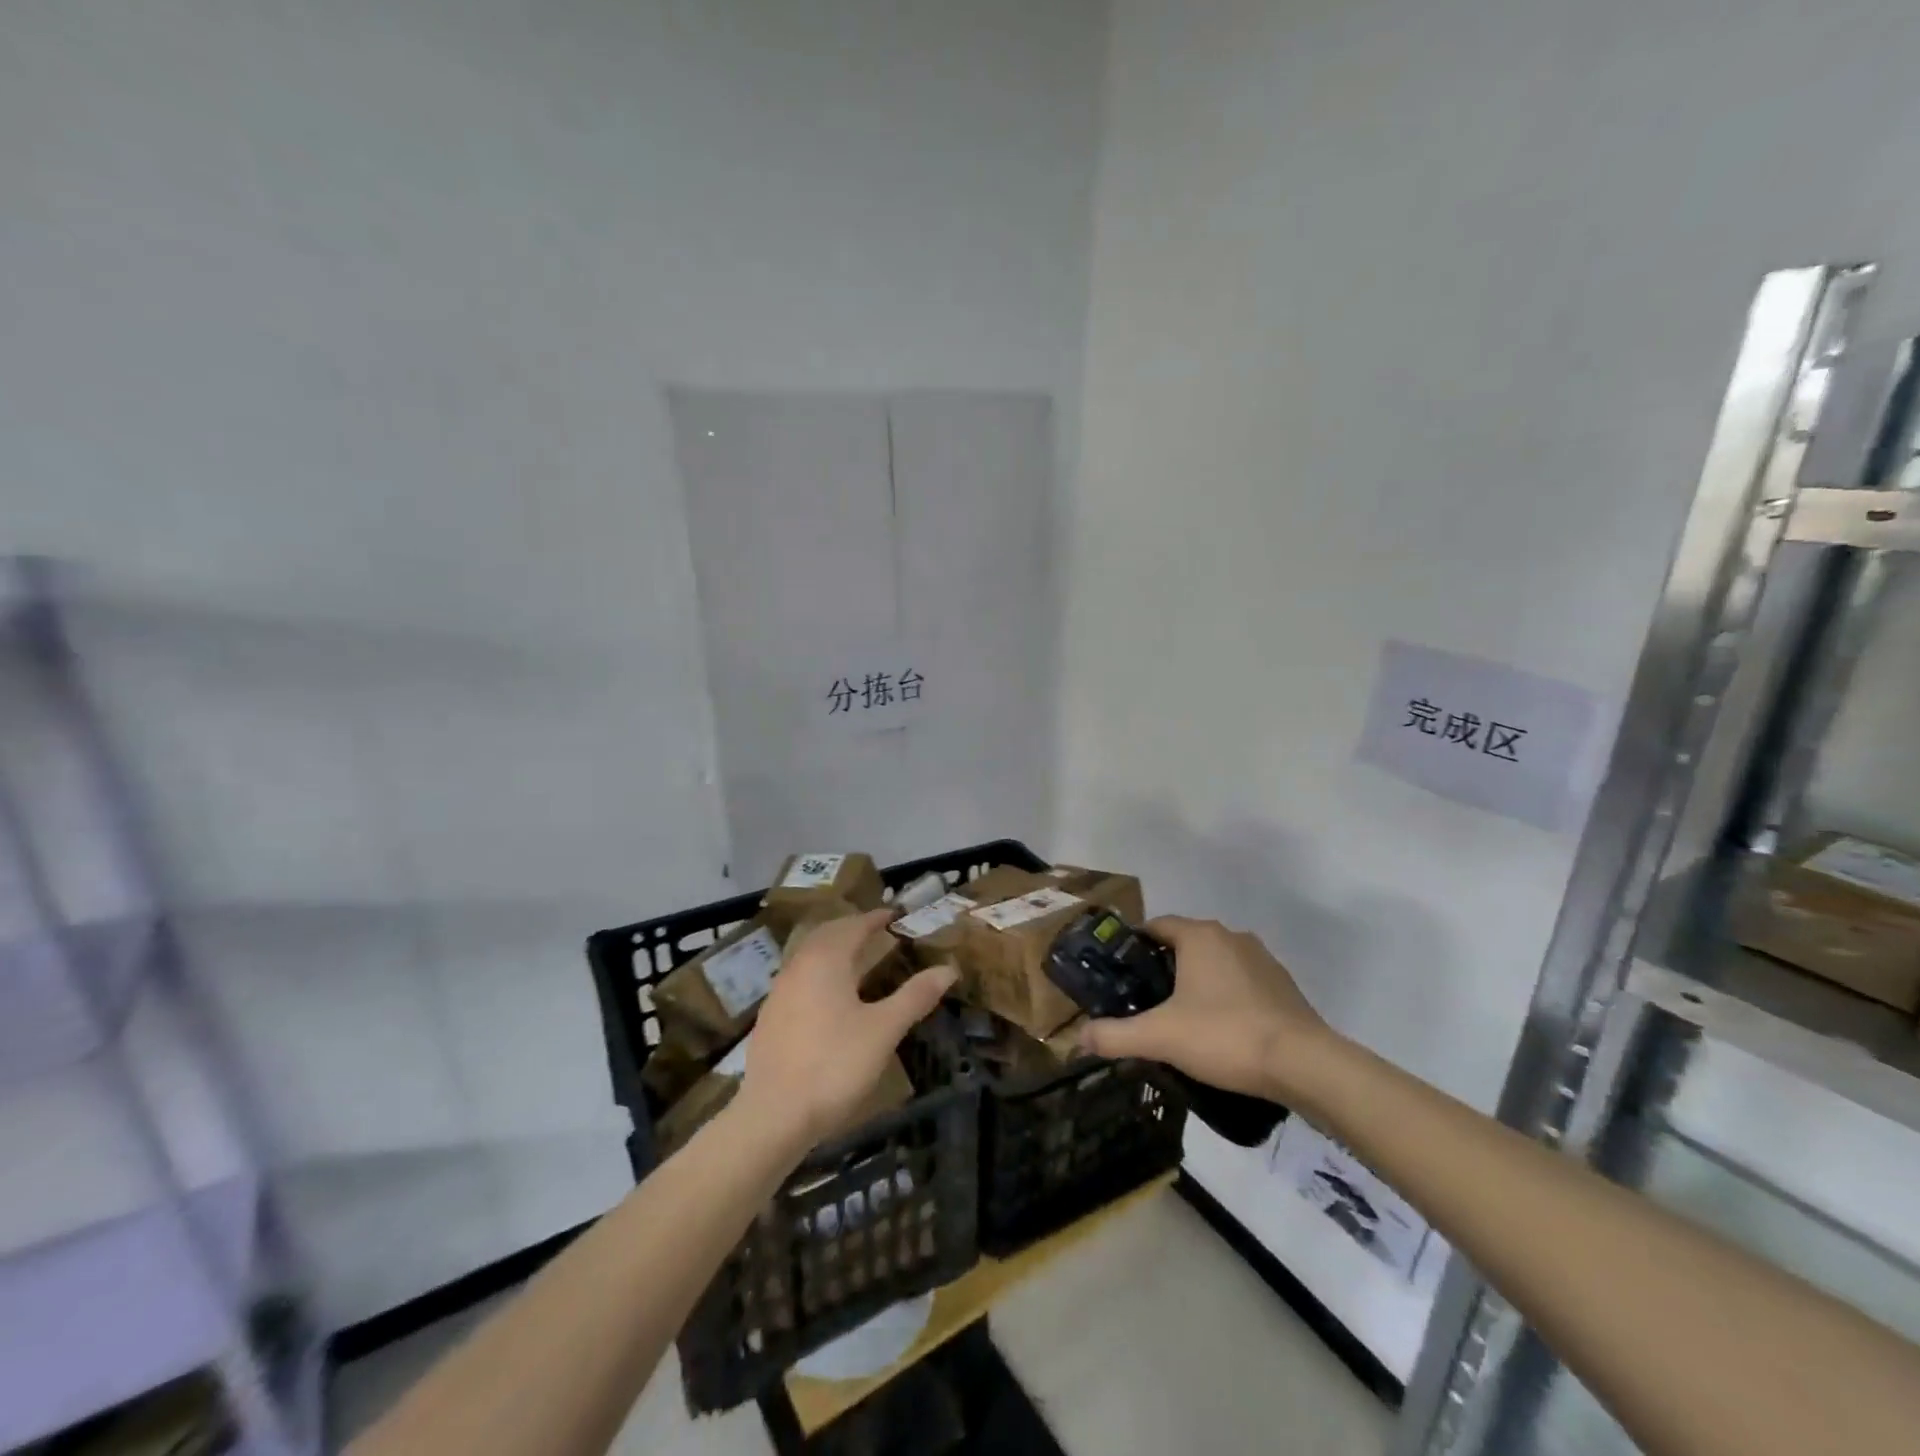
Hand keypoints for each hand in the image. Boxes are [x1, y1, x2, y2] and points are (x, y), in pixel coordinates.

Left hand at [738, 908, 956, 1151]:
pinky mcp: (770, 1018)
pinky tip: (830, 997)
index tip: (896, 914)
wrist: (773, 1116)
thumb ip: (915, 996)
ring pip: (809, 956)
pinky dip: (819, 973)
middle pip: (827, 935)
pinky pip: (799, 979)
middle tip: (878, 932)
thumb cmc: (835, 1065)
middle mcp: (798, 966)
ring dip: (834, 949)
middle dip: (853, 928)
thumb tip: (948, 969)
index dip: (876, 918)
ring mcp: (779, 992)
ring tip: (858, 959)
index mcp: (826, 960)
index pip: (854, 925)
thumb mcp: (884, 1030)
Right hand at [1078, 915, 1335, 1103]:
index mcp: (1199, 936)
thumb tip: (1078, 1038)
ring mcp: (1262, 959)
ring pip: (1215, 963)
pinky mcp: (1283, 985)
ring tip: (1180, 1019)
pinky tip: (1220, 1030)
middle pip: (1185, 943)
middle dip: (1163, 968)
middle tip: (1144, 1002)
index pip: (1156, 926)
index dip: (1134, 947)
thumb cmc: (1225, 1035)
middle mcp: (1230, 936)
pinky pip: (1241, 982)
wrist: (1305, 1064)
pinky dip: (1226, 997)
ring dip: (1197, 982)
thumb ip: (1115, 1035)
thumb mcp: (1161, 1037)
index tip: (1119, 975)